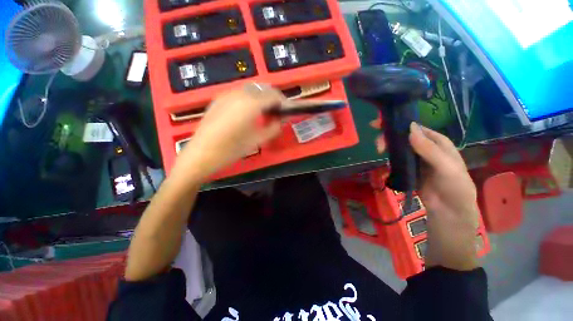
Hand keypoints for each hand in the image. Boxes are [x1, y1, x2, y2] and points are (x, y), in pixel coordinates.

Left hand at [174, 84, 284, 181]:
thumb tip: (281, 120)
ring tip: (264, 111)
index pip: (273, 95)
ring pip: (250, 88)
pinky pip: (239, 92)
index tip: (286, 110)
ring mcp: (226, 94)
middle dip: (272, 97)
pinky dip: (249, 97)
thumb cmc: (231, 150)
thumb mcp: (256, 141)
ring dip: (261, 96)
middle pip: (262, 88)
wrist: (201, 154)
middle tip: (276, 111)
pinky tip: (248, 110)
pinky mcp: (218, 99)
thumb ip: (273, 128)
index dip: (282, 101)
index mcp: (250, 104)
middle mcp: (239, 94)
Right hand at [375, 122, 479, 270]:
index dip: (403, 124)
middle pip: (406, 136)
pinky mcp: (408, 169)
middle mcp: (427, 149)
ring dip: (388, 145)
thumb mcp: (446, 168)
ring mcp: (416, 159)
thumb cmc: (454, 190)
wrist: (448, 215)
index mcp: (440, 144)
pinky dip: (389, 156)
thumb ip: (429, 149)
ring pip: (400, 147)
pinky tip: (382, 156)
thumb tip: (410, 129)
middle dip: (391, 135)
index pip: (419, 128)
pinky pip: (397, 158)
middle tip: (377, 140)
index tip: (384, 123)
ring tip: (378, 149)